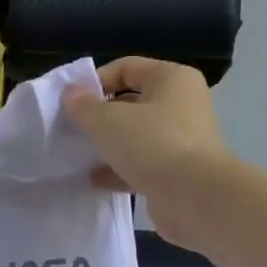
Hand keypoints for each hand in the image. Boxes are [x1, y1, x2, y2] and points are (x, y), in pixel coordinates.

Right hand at [62, 58, 230, 249]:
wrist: (195, 198)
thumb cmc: (153, 144)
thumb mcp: (108, 120)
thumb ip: (84, 105)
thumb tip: (70, 92)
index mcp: (172, 80)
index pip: (126, 68)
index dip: (95, 81)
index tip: (71, 102)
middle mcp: (181, 105)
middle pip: (131, 102)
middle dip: (99, 115)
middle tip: (72, 128)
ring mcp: (181, 140)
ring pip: (135, 135)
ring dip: (108, 143)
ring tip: (79, 153)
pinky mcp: (176, 172)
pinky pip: (141, 163)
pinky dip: (118, 169)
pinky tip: (93, 179)